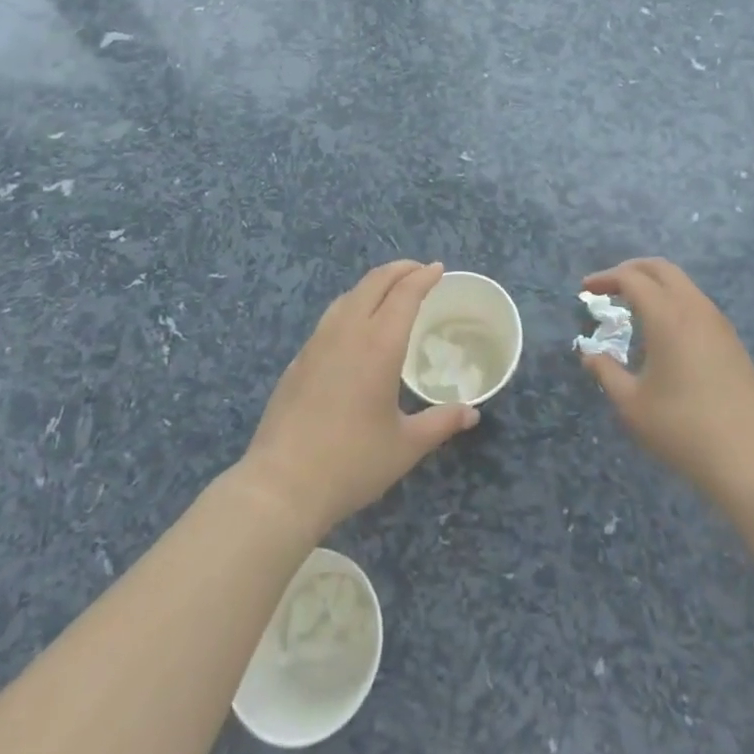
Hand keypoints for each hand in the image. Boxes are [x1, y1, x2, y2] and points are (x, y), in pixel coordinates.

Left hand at [241, 260, 478, 534]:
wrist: (281, 485)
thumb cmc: (352, 463)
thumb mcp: (405, 446)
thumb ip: (441, 422)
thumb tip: (471, 413)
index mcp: (379, 344)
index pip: (405, 293)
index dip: (423, 277)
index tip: (438, 269)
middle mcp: (347, 331)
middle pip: (374, 282)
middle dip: (400, 270)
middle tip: (420, 271)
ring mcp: (318, 342)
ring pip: (349, 295)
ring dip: (374, 284)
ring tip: (390, 293)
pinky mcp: (299, 359)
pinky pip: (331, 316)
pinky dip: (352, 305)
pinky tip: (355, 327)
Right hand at [579, 258, 753, 503]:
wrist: (749, 457)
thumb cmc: (682, 428)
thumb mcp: (632, 404)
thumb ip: (606, 372)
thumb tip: (590, 355)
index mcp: (667, 316)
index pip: (632, 279)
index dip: (606, 278)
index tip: (587, 289)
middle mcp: (694, 308)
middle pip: (661, 268)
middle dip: (632, 270)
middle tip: (610, 286)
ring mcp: (718, 322)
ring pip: (683, 284)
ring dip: (655, 285)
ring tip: (634, 308)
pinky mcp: (732, 340)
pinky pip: (697, 303)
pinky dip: (674, 301)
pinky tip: (664, 332)